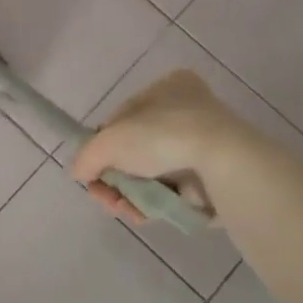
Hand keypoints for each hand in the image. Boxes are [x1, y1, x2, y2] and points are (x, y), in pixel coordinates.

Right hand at [68, 69, 249, 224]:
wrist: (223, 164)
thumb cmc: (162, 135)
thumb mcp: (108, 141)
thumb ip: (86, 157)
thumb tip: (80, 173)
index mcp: (168, 87)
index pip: (123, 117)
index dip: (103, 144)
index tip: (93, 167)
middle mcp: (188, 111)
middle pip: (135, 149)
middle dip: (115, 176)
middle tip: (104, 195)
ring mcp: (204, 146)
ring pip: (152, 173)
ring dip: (130, 194)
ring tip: (122, 209)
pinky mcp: (214, 178)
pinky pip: (173, 192)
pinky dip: (154, 203)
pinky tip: (141, 214)